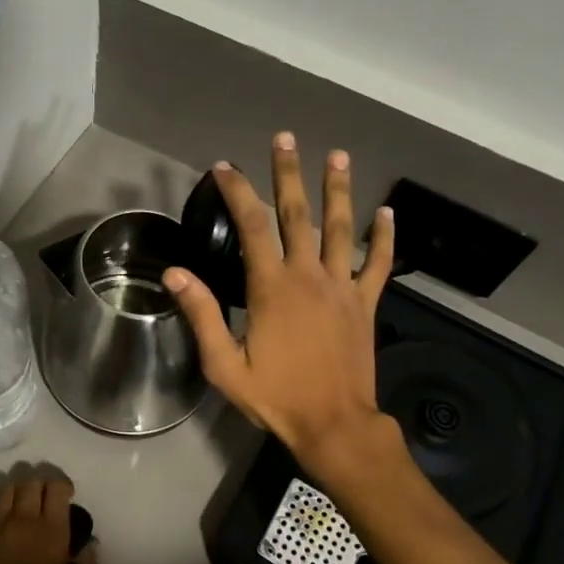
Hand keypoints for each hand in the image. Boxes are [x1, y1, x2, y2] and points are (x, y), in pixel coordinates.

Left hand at [0, 473, 97, 563]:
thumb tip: (89, 545)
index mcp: (50, 531)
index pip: (57, 488)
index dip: (63, 486)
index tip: (66, 496)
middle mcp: (21, 518)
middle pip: (30, 481)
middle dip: (40, 485)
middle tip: (44, 500)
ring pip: (5, 488)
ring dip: (17, 492)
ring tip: (20, 506)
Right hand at [165, 133, 400, 483]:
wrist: (334, 425)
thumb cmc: (276, 397)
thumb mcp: (225, 364)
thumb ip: (203, 314)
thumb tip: (176, 272)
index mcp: (272, 288)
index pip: (253, 227)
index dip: (238, 193)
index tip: (224, 168)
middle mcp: (308, 276)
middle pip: (298, 214)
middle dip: (288, 174)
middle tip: (284, 138)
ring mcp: (342, 287)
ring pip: (341, 228)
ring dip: (338, 190)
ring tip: (338, 156)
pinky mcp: (365, 304)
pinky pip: (378, 264)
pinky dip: (384, 238)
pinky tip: (387, 213)